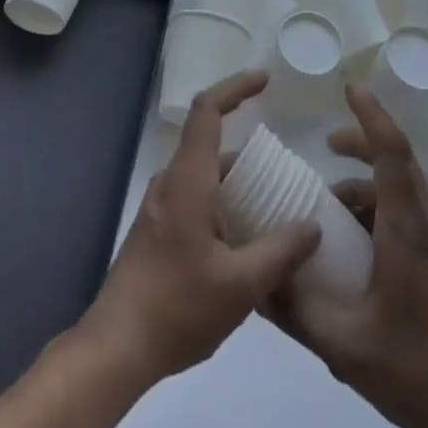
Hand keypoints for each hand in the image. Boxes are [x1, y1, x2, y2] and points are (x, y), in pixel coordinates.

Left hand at [77, 71, 320, 386]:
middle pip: (210, 144)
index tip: (265, 80)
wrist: (115, 347)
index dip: (236, 87)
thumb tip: (312, 225)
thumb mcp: (240, 287)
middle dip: (249, 152)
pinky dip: (222, 203)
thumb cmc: (177, 308)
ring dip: (236, 183)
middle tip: (285, 175)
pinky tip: (243, 242)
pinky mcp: (157, 229)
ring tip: (272, 211)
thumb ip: (279, 252)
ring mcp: (160, 206)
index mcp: (188, 180)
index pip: (208, 110)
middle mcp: (171, 182)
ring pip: (204, 175)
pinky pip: (195, 198)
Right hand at [262, 86, 427, 427]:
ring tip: (332, 208)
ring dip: (369, 181)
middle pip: (398, 159)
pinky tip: (358, 244)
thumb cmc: (418, 369)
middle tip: (327, 146)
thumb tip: (256, 282)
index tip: (349, 88)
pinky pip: (411, 210)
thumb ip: (297, 312)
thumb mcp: (345, 347)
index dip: (371, 115)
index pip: (392, 151)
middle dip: (362, 141)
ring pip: (404, 187)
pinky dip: (381, 205)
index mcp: (407, 229)